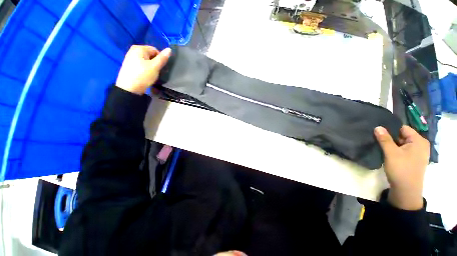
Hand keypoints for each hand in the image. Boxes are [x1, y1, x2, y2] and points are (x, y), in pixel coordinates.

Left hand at [116, 45, 170, 94]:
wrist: (129, 88)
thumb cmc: (143, 75)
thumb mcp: (155, 67)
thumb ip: (162, 58)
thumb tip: (169, 49)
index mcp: (139, 48)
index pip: (155, 50)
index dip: (160, 59)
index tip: (160, 68)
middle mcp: (133, 50)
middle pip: (150, 55)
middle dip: (155, 62)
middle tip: (156, 71)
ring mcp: (130, 58)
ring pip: (146, 60)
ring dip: (151, 67)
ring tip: (151, 74)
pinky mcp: (130, 65)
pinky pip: (141, 64)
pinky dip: (145, 69)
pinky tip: (146, 75)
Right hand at [374, 125, 429, 209]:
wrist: (406, 190)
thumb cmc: (401, 169)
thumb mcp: (391, 153)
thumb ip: (384, 139)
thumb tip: (378, 127)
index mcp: (419, 140)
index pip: (403, 128)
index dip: (390, 129)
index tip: (379, 133)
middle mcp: (421, 144)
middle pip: (403, 135)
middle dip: (390, 137)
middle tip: (378, 141)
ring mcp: (418, 153)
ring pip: (402, 143)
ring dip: (392, 144)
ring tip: (382, 147)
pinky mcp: (414, 159)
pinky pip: (404, 150)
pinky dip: (395, 150)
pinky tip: (388, 154)